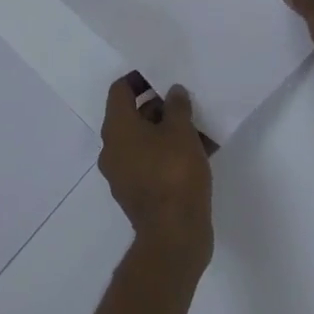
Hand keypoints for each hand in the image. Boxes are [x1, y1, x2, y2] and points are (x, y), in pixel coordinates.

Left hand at [99, 75, 213, 272]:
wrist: (174, 236)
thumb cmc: (173, 173)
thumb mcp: (180, 130)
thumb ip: (177, 105)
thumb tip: (173, 92)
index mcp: (117, 129)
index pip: (120, 90)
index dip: (139, 79)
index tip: (162, 77)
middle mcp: (113, 150)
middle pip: (133, 116)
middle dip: (160, 107)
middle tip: (186, 103)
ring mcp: (124, 175)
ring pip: (146, 142)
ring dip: (169, 132)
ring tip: (199, 127)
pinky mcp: (139, 195)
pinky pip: (153, 163)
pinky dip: (170, 154)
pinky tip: (200, 153)